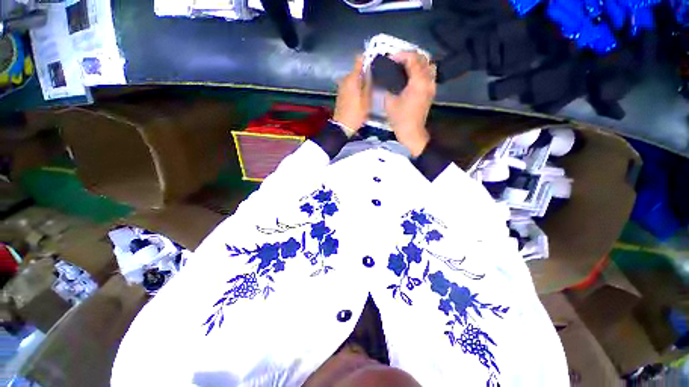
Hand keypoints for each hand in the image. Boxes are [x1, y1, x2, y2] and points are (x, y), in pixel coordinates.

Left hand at [333, 56, 371, 135]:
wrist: (342, 127)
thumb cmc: (356, 114)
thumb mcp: (367, 100)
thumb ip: (369, 83)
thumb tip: (372, 70)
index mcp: (352, 78)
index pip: (359, 60)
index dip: (368, 59)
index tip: (376, 63)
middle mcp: (345, 79)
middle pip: (357, 70)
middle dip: (366, 73)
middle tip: (376, 81)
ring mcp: (342, 86)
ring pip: (354, 78)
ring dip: (361, 81)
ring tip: (370, 89)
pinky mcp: (341, 93)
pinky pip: (350, 85)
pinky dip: (356, 87)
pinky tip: (362, 95)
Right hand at [384, 51, 435, 156]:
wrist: (412, 132)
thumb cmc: (400, 118)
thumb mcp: (389, 101)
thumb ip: (387, 85)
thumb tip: (385, 76)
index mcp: (418, 81)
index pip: (412, 58)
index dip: (400, 55)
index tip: (390, 59)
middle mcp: (428, 80)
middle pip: (422, 58)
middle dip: (408, 56)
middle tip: (396, 62)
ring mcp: (431, 85)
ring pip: (428, 64)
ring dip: (417, 62)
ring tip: (405, 67)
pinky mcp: (431, 91)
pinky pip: (429, 73)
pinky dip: (421, 70)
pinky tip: (411, 76)